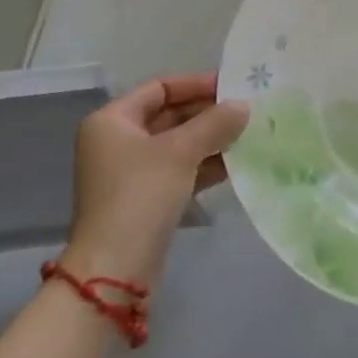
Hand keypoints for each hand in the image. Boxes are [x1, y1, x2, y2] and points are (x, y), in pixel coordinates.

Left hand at [59, 72, 249, 288]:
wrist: (114, 273)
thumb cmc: (141, 195)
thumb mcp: (181, 151)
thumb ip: (215, 123)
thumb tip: (243, 106)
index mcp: (112, 121)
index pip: (159, 88)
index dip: (195, 84)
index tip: (231, 87)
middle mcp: (115, 143)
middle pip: (168, 116)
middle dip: (206, 114)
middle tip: (243, 112)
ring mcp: (127, 175)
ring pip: (175, 146)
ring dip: (208, 140)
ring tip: (245, 136)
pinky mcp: (141, 202)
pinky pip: (176, 171)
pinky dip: (201, 165)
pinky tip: (233, 164)